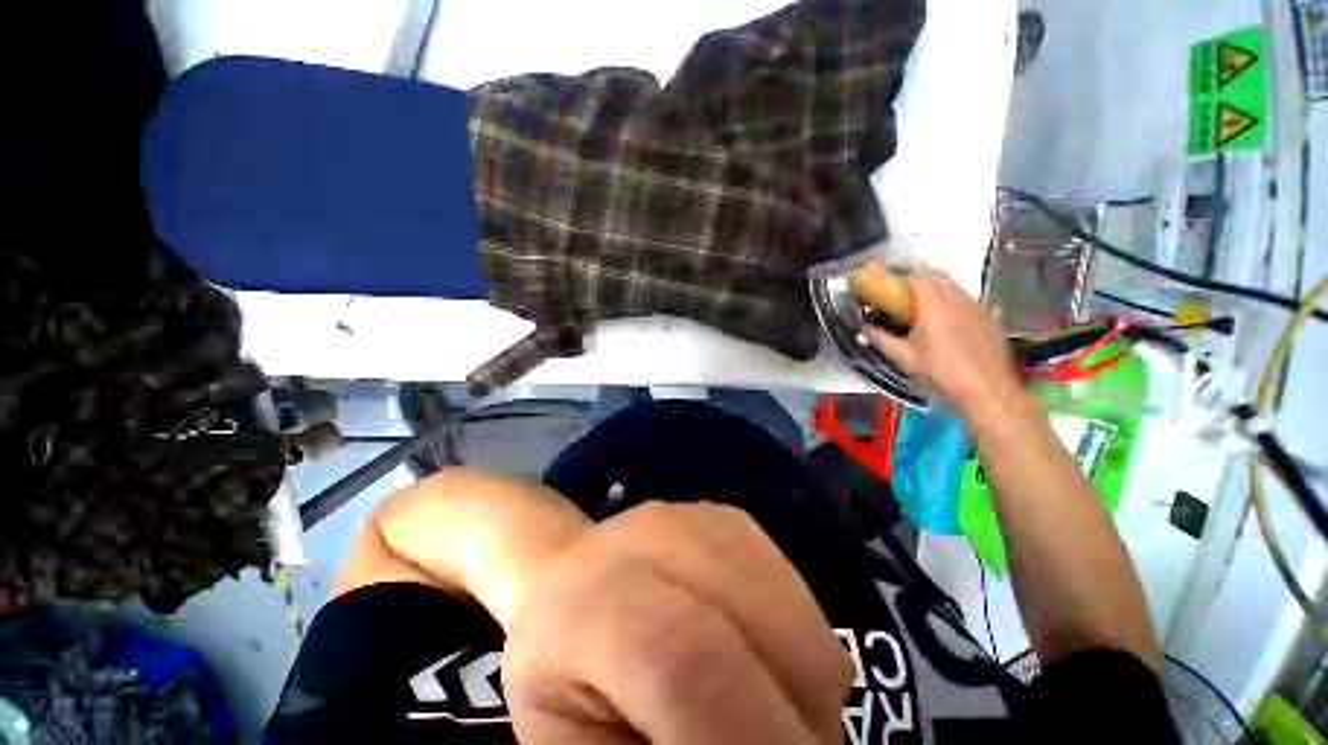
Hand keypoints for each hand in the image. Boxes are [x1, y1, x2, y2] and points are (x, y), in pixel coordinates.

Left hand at [370, 470, 850, 744]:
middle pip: (762, 635)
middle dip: (792, 723)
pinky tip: (755, 656)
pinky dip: (796, 646)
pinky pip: (797, 594)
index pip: (684, 661)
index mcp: (587, 604)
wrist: (568, 573)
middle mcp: (651, 537)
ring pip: (795, 620)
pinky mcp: (734, 517)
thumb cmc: (559, 678)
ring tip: (755, 707)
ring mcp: (700, 517)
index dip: (749, 736)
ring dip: (800, 689)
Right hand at [864, 270, 1028, 430]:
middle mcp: (957, 299)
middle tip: (904, 293)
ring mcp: (976, 305)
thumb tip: (864, 330)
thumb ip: (883, 340)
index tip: (890, 285)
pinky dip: (952, 300)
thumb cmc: (941, 372)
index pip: (917, 277)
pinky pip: (966, 298)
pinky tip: (947, 320)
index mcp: (934, 306)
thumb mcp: (906, 358)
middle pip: (937, 275)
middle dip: (919, 278)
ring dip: (937, 288)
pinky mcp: (989, 315)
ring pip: (953, 285)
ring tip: (924, 306)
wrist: (987, 388)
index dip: (902, 277)